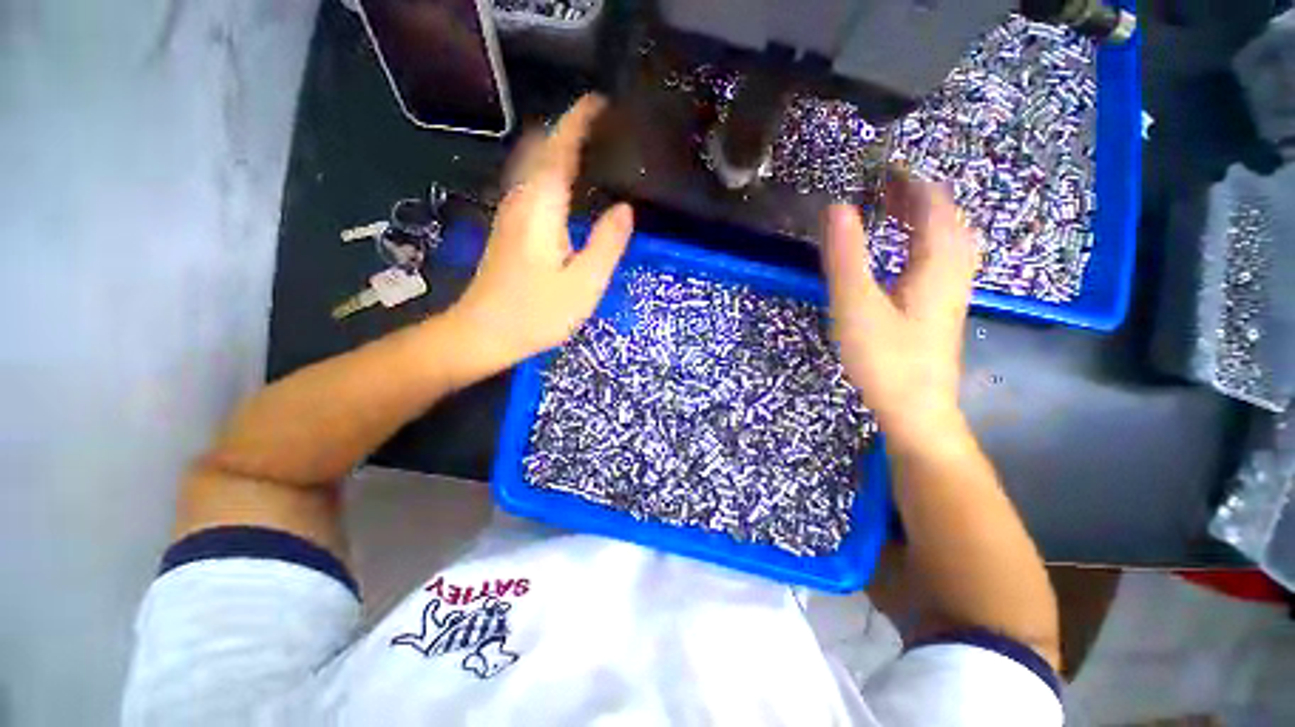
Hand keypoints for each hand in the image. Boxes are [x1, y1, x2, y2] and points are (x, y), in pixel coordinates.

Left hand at [446, 95, 633, 375]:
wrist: (482, 333)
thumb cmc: (535, 313)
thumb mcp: (584, 284)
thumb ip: (607, 243)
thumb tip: (625, 209)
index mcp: (541, 205)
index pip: (560, 146)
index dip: (580, 119)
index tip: (603, 103)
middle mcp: (521, 198)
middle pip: (541, 147)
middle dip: (570, 129)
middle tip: (606, 131)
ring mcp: (510, 212)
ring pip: (534, 164)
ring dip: (560, 149)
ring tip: (594, 154)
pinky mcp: (509, 228)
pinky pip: (532, 184)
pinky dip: (552, 172)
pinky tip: (572, 190)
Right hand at [820, 178, 978, 445]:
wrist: (916, 409)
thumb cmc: (885, 358)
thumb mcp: (856, 306)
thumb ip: (845, 257)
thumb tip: (837, 208)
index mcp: (937, 262)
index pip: (933, 205)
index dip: (910, 182)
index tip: (881, 170)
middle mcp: (953, 270)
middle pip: (947, 219)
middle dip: (918, 196)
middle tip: (884, 187)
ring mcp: (951, 291)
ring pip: (948, 239)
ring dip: (924, 217)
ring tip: (894, 210)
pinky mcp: (941, 309)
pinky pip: (941, 259)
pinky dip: (924, 242)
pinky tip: (905, 253)